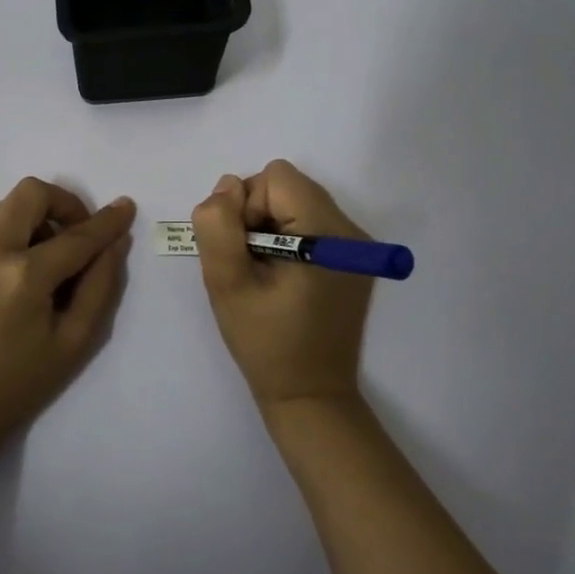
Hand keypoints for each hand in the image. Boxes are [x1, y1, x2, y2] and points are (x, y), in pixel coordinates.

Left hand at [0, 177, 134, 447]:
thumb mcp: (73, 343)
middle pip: (32, 193)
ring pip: (5, 204)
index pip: (76, 236)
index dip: (106, 221)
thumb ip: (100, 287)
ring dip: (34, 217)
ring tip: (45, 257)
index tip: (125, 208)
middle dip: (64, 205)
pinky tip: (16, 264)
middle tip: (77, 236)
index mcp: (24, 276)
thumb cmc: (17, 385)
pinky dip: (8, 228)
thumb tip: (115, 243)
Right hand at [191, 159, 373, 410]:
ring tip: (266, 273)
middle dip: (257, 214)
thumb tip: (227, 187)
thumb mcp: (227, 283)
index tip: (245, 252)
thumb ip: (217, 226)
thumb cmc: (266, 342)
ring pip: (297, 202)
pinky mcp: (353, 259)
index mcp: (326, 233)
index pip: (275, 178)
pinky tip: (282, 278)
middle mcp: (351, 230)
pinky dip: (287, 239)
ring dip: (270, 227)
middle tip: (251, 264)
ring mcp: (356, 246)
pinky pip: (310, 223)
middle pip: (289, 185)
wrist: (310, 395)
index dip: (247, 207)